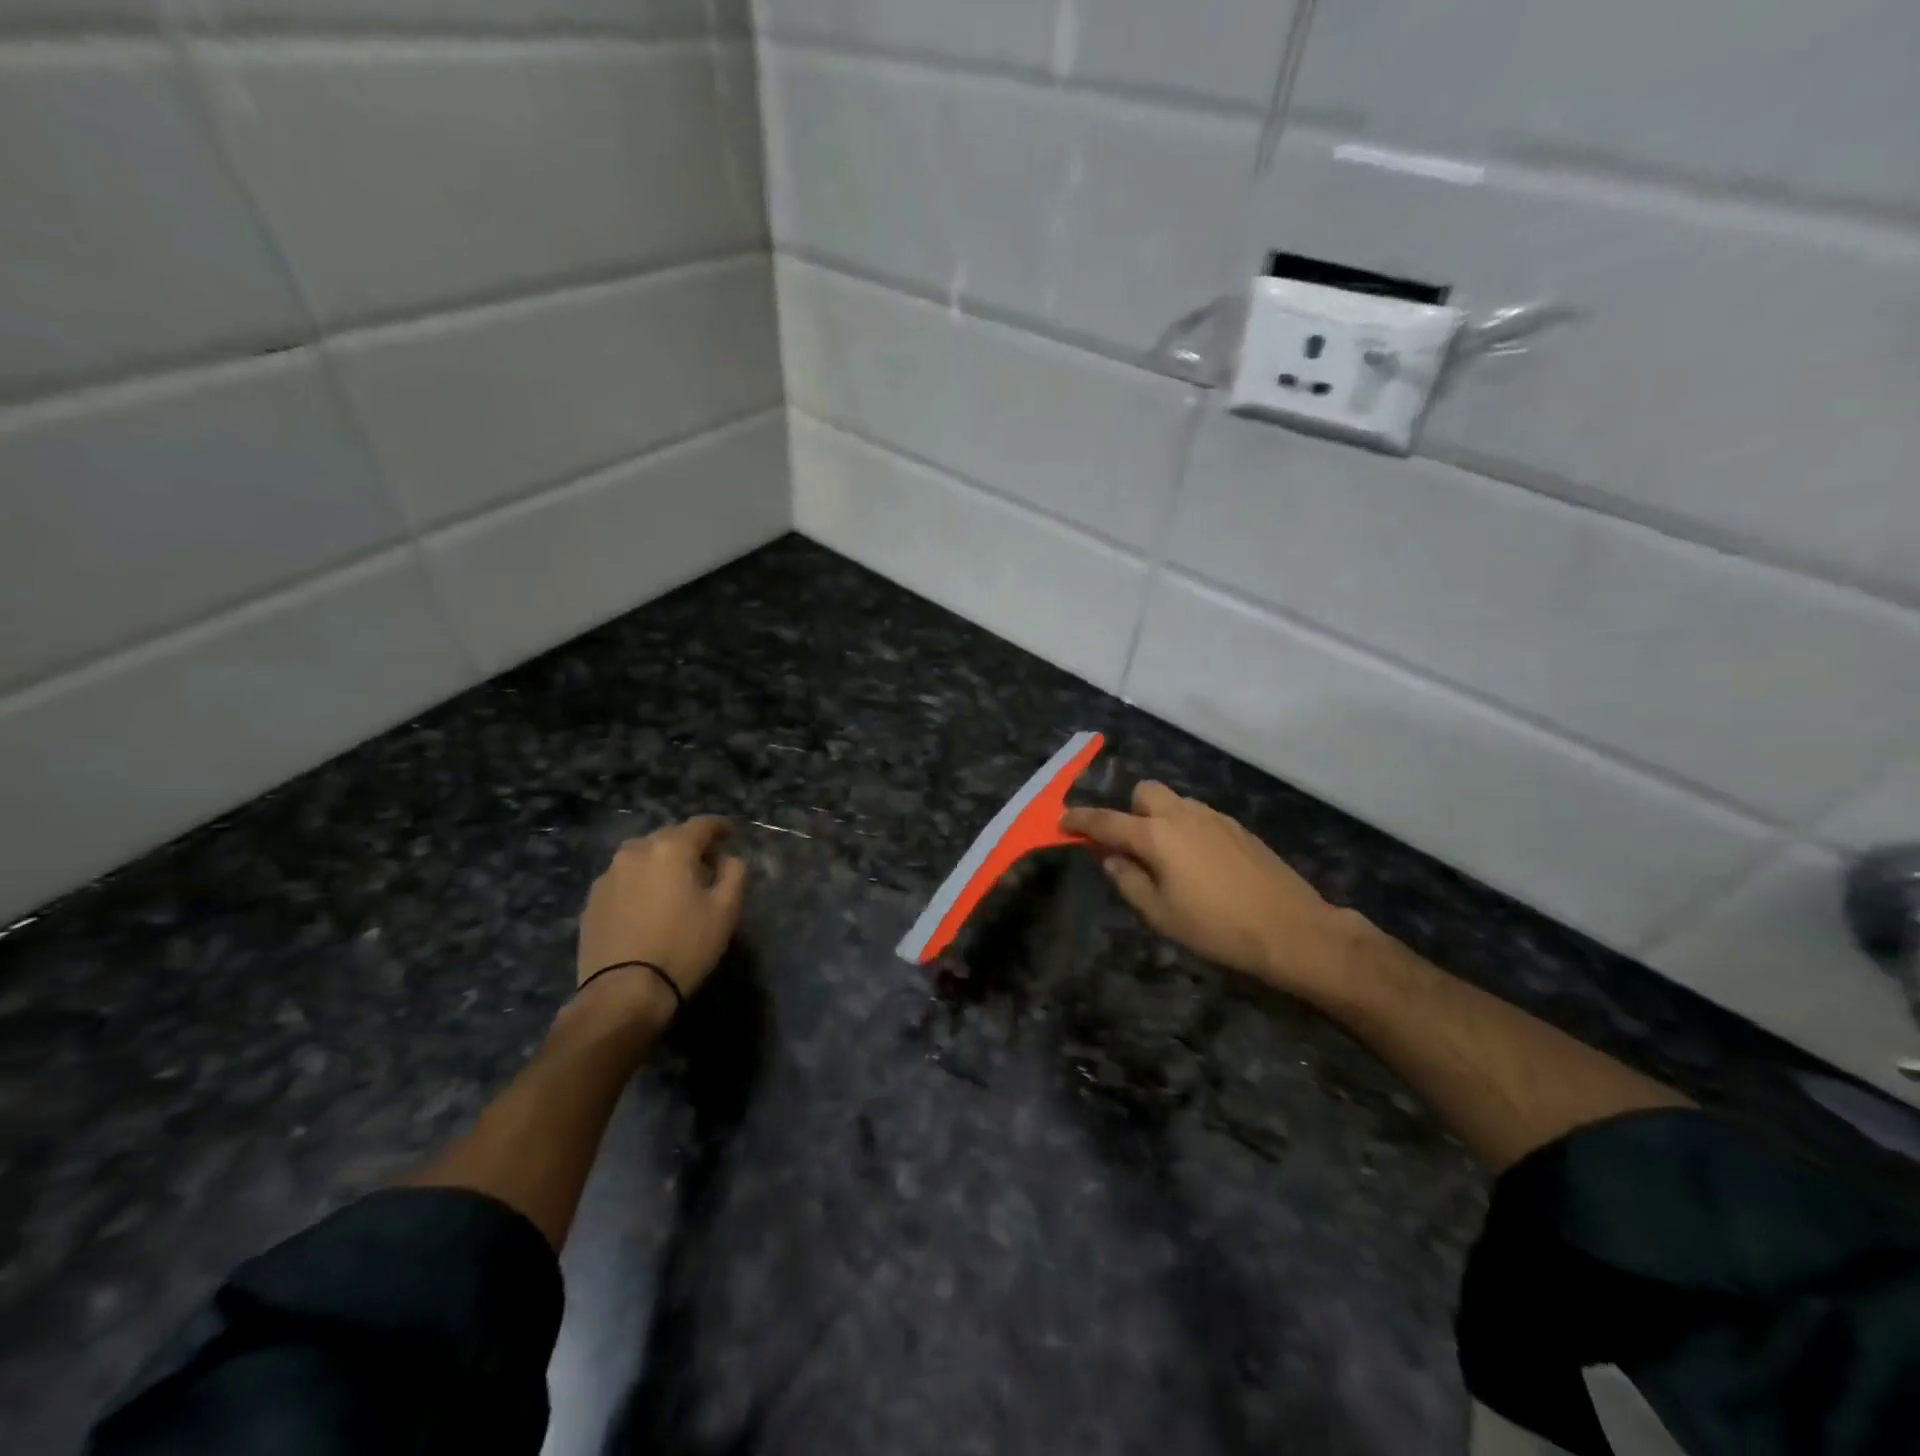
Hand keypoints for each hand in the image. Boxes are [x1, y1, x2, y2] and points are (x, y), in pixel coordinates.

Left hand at [576, 817, 746, 1019]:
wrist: (623, 992)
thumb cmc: (683, 946)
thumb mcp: (725, 911)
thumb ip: (734, 874)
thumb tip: (728, 859)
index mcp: (671, 849)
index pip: (701, 825)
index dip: (719, 826)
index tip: (730, 832)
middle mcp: (636, 852)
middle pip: (668, 837)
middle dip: (689, 845)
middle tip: (705, 864)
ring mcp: (608, 876)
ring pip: (641, 856)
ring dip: (660, 862)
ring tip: (672, 884)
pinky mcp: (591, 901)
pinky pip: (623, 879)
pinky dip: (639, 882)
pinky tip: (646, 905)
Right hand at [1062, 782, 1363, 1004]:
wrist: (1291, 929)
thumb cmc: (1216, 927)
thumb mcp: (1160, 914)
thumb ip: (1128, 881)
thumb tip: (1111, 859)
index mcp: (1157, 836)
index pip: (1107, 820)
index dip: (1080, 820)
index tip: (1062, 821)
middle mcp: (1183, 815)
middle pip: (1144, 793)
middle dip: (1129, 811)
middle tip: (1129, 846)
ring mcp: (1214, 818)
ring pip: (1174, 803)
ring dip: (1159, 819)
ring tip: (1165, 859)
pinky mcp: (1238, 828)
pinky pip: (1199, 816)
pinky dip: (1185, 828)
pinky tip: (1198, 863)